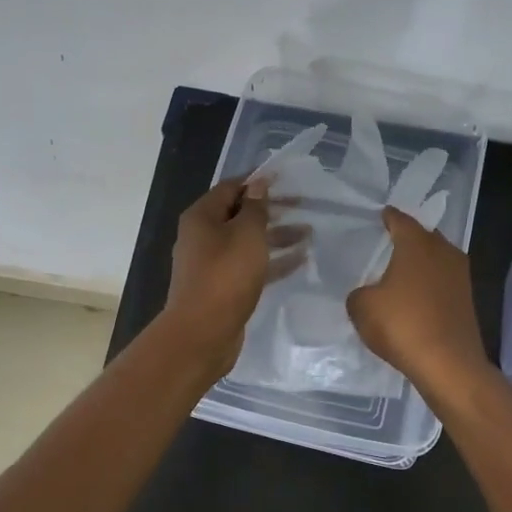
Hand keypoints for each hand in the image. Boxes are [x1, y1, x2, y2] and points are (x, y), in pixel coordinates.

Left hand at [161, 178, 305, 375]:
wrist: (203, 333)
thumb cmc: (225, 276)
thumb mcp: (246, 235)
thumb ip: (256, 208)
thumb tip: (257, 184)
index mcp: (202, 217)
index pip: (231, 188)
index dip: (257, 181)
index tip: (286, 179)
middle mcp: (203, 236)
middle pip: (240, 215)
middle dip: (272, 210)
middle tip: (304, 206)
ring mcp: (212, 264)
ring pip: (248, 242)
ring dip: (277, 236)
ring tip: (309, 233)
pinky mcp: (223, 287)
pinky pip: (251, 266)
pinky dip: (273, 261)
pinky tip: (300, 260)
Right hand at [346, 206, 489, 396]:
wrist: (448, 364)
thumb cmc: (402, 325)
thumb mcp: (362, 308)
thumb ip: (359, 294)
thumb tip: (367, 294)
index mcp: (417, 244)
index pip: (401, 221)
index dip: (389, 218)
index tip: (382, 215)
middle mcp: (443, 252)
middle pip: (424, 237)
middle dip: (409, 238)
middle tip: (390, 243)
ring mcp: (461, 276)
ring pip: (437, 259)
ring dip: (422, 263)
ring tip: (402, 270)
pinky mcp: (467, 300)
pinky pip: (444, 282)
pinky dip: (430, 284)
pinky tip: (417, 296)